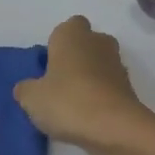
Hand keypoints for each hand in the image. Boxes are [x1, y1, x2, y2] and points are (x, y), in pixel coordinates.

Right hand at [14, 16, 154, 154]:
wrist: (114, 127)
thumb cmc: (68, 101)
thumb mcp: (32, 98)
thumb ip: (26, 89)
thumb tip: (27, 88)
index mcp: (72, 34)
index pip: (68, 26)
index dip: (58, 43)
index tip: (49, 65)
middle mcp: (98, 41)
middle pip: (86, 43)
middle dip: (75, 58)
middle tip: (58, 84)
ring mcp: (117, 63)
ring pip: (99, 64)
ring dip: (88, 77)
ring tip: (71, 104)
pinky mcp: (128, 87)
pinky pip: (108, 85)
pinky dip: (100, 95)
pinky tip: (87, 115)